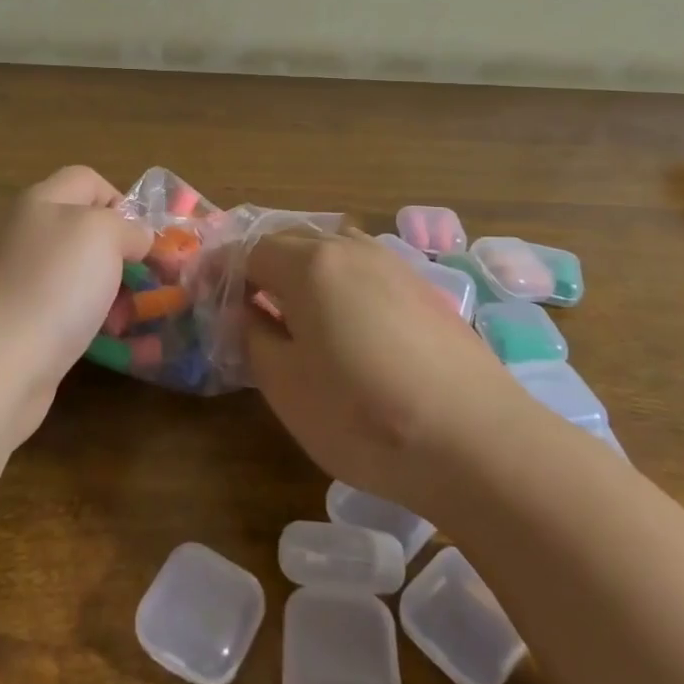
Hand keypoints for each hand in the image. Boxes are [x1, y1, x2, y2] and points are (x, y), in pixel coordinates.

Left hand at [0, 166, 151, 444]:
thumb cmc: (53, 285)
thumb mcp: (104, 235)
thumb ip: (128, 226)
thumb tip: (136, 237)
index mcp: (39, 201)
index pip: (87, 180)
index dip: (121, 201)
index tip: (144, 238)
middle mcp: (22, 234)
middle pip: (81, 229)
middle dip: (120, 253)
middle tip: (148, 281)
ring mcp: (13, 281)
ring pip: (75, 275)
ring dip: (110, 293)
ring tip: (132, 319)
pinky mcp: (12, 324)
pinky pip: (62, 313)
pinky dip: (89, 325)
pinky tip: (111, 345)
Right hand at [245, 227, 516, 518]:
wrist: (478, 441)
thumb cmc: (364, 415)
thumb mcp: (286, 386)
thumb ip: (255, 337)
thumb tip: (249, 312)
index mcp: (310, 264)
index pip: (251, 251)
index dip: (222, 271)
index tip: (205, 295)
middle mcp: (352, 249)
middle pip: (291, 242)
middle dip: (261, 267)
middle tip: (245, 305)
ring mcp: (393, 265)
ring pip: (332, 252)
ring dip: (302, 273)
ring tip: (293, 314)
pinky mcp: (424, 289)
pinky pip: (364, 271)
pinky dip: (339, 284)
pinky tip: (346, 325)